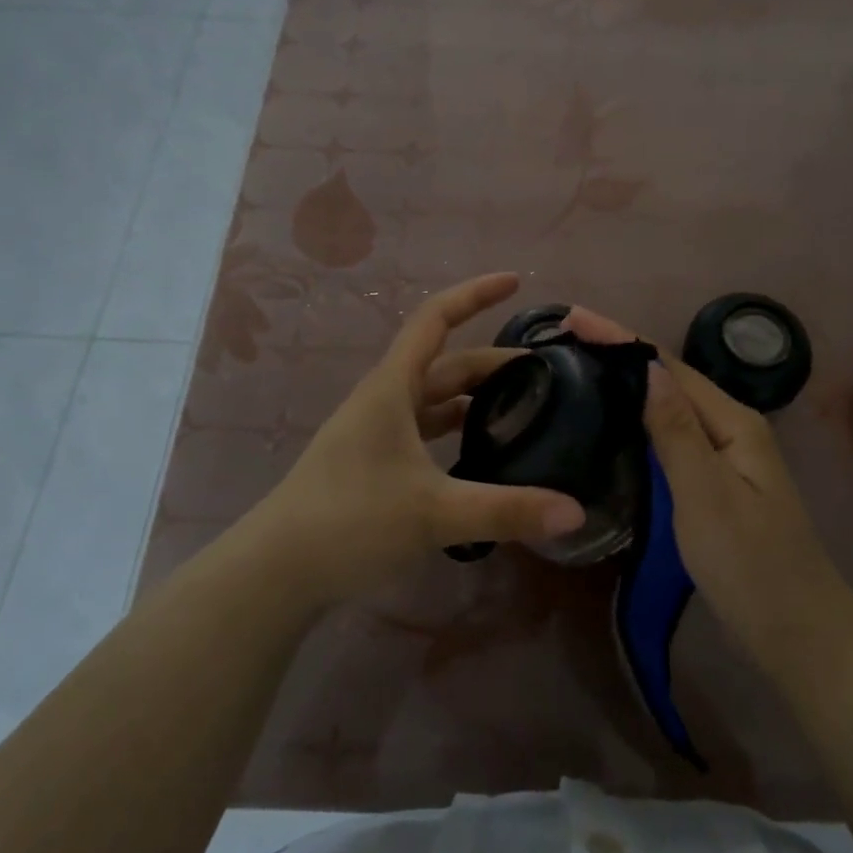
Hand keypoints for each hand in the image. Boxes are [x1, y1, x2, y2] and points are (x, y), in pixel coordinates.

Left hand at [247, 273, 586, 606]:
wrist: (276, 570)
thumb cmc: (350, 521)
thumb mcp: (434, 513)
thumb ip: (506, 510)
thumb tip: (575, 512)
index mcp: (392, 388)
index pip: (436, 320)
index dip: (475, 294)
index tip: (515, 282)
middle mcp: (384, 400)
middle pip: (445, 364)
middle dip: (493, 363)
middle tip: (545, 375)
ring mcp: (376, 433)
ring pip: (435, 400)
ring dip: (475, 398)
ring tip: (523, 410)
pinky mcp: (374, 464)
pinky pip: (425, 432)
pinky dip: (456, 432)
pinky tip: (482, 454)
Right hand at [564, 308, 845, 672]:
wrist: (798, 633)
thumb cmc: (750, 565)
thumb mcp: (707, 495)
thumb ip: (676, 431)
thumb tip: (646, 369)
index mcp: (733, 422)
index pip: (667, 366)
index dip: (620, 337)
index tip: (573, 317)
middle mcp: (732, 428)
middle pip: (670, 378)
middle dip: (620, 351)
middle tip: (567, 338)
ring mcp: (726, 456)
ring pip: (670, 404)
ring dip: (628, 381)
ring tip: (581, 367)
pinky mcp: (715, 482)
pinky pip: (671, 434)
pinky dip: (639, 417)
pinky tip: (615, 420)